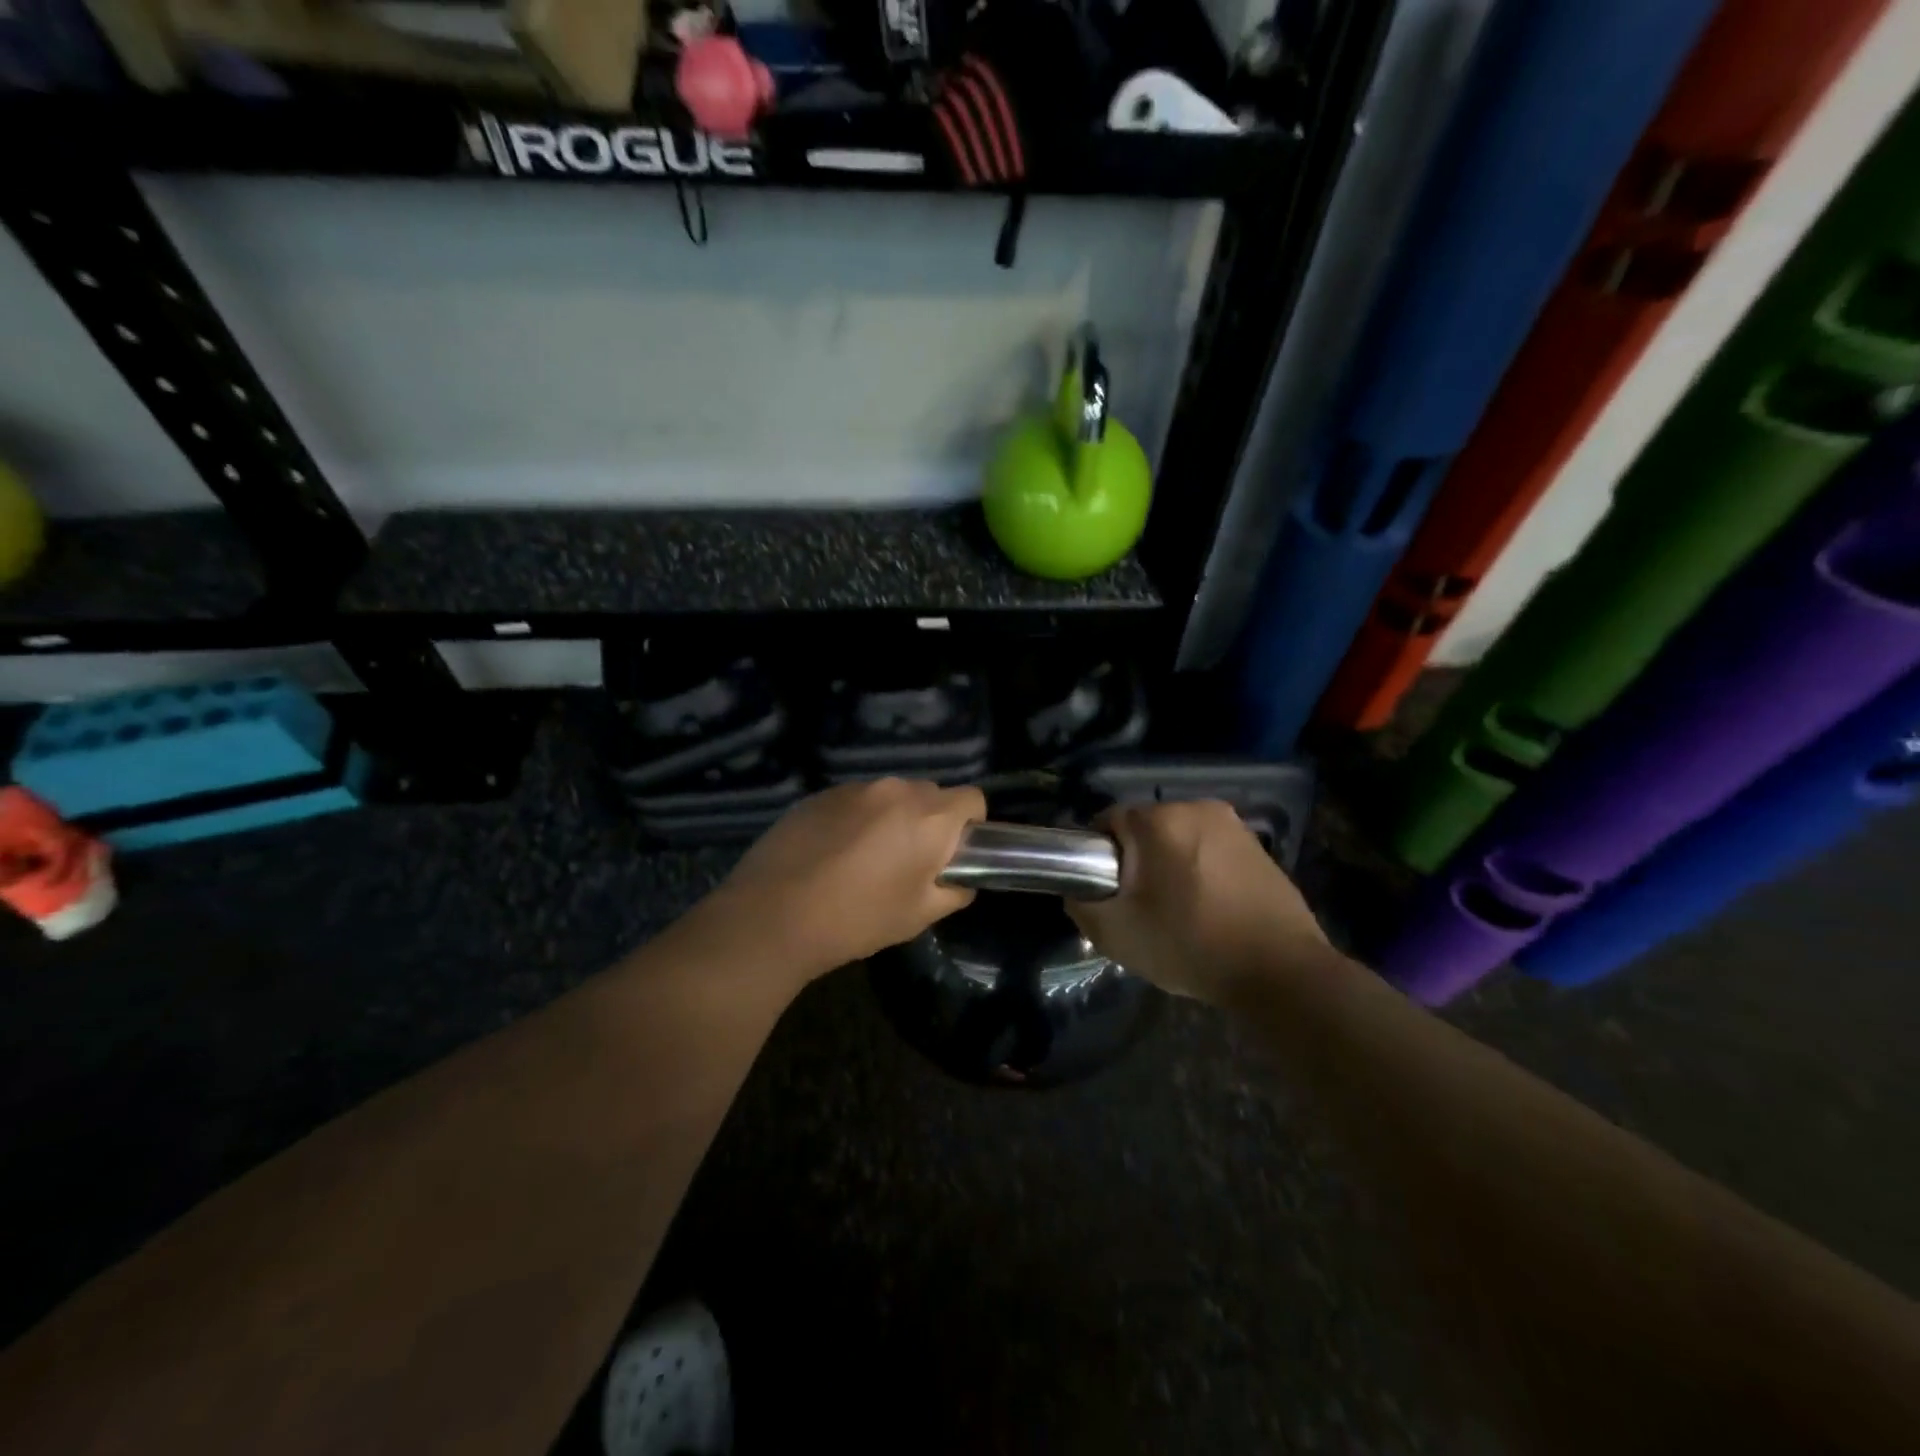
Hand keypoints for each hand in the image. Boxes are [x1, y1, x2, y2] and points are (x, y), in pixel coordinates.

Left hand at [706, 778, 984, 981]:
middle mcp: (895, 789)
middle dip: (929, 822)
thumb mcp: (919, 916)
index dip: (970, 826)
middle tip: (909, 863)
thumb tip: (959, 878)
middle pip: (931, 794)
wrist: (772, 915)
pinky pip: (856, 800)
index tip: (952, 855)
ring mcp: (854, 788)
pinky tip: (833, 854)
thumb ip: (954, 891)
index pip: (973, 798)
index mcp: (929, 817)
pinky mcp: (820, 794)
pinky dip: (857, 819)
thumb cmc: (857, 919)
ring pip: (891, 796)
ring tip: (865, 860)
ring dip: (891, 819)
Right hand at [1068, 800, 1328, 1002]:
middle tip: (1138, 906)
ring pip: (1179, 839)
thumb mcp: (1116, 934)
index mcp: (1160, 819)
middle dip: (1136, 861)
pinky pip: (1210, 850)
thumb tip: (1078, 891)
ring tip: (1175, 911)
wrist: (1281, 972)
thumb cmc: (1191, 945)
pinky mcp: (1258, 846)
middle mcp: (1197, 807)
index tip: (1106, 892)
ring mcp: (1234, 825)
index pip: (1107, 822)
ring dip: (1169, 865)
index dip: (1098, 857)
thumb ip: (1081, 904)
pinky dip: (1200, 871)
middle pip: (1145, 829)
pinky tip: (1208, 910)